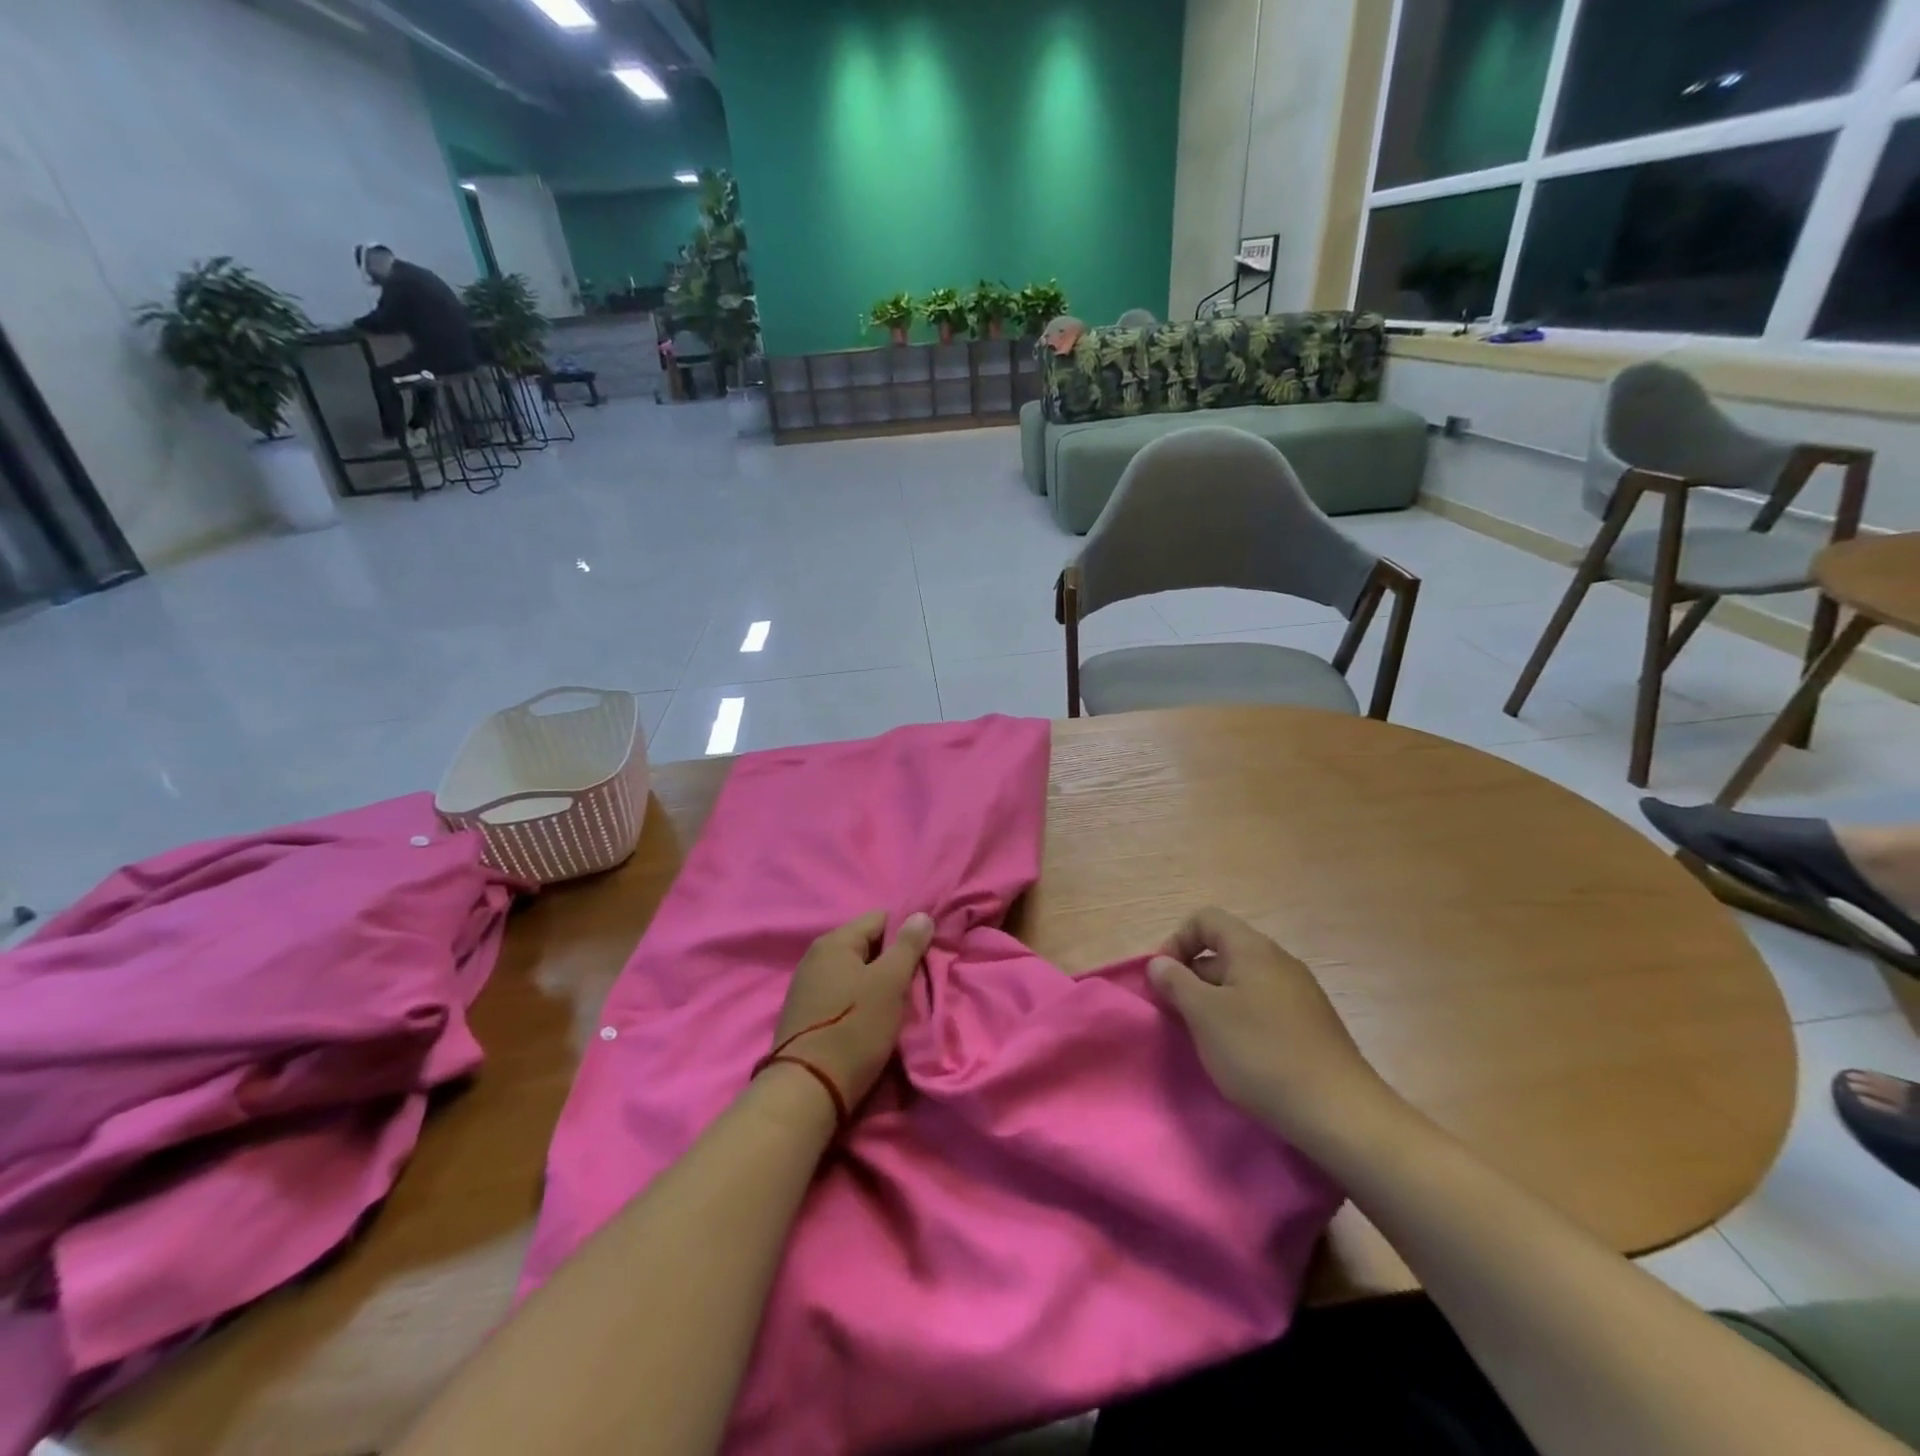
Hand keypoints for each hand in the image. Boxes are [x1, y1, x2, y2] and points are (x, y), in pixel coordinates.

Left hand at [765, 911, 935, 1112]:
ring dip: (879, 983)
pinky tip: (875, 1019)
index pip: (881, 918)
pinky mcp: (807, 1014)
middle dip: (894, 960)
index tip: (927, 954)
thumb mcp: (889, 983)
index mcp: (834, 942)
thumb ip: (907, 946)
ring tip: (901, 1003)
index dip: (907, 932)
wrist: (808, 1089)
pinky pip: (843, 994)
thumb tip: (920, 915)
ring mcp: (808, 986)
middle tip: (918, 981)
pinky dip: (862, 1001)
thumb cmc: (854, 1028)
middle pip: (867, 945)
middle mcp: (816, 957)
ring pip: (856, 972)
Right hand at [1149, 907, 1395, 1144]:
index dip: (1176, 942)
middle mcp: (1279, 961)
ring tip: (1206, 1039)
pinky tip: (1241, 1056)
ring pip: (1243, 982)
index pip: (1205, 919)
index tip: (1164, 981)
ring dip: (1215, 1002)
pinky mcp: (1312, 1026)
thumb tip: (1159, 963)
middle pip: (1223, 950)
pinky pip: (1264, 1007)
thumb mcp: (1205, 1016)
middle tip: (1177, 1015)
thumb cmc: (1262, 1054)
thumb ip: (1176, 982)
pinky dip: (1242, 1021)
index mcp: (1253, 949)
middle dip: (1193, 976)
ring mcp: (1300, 994)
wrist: (1340, 1113)